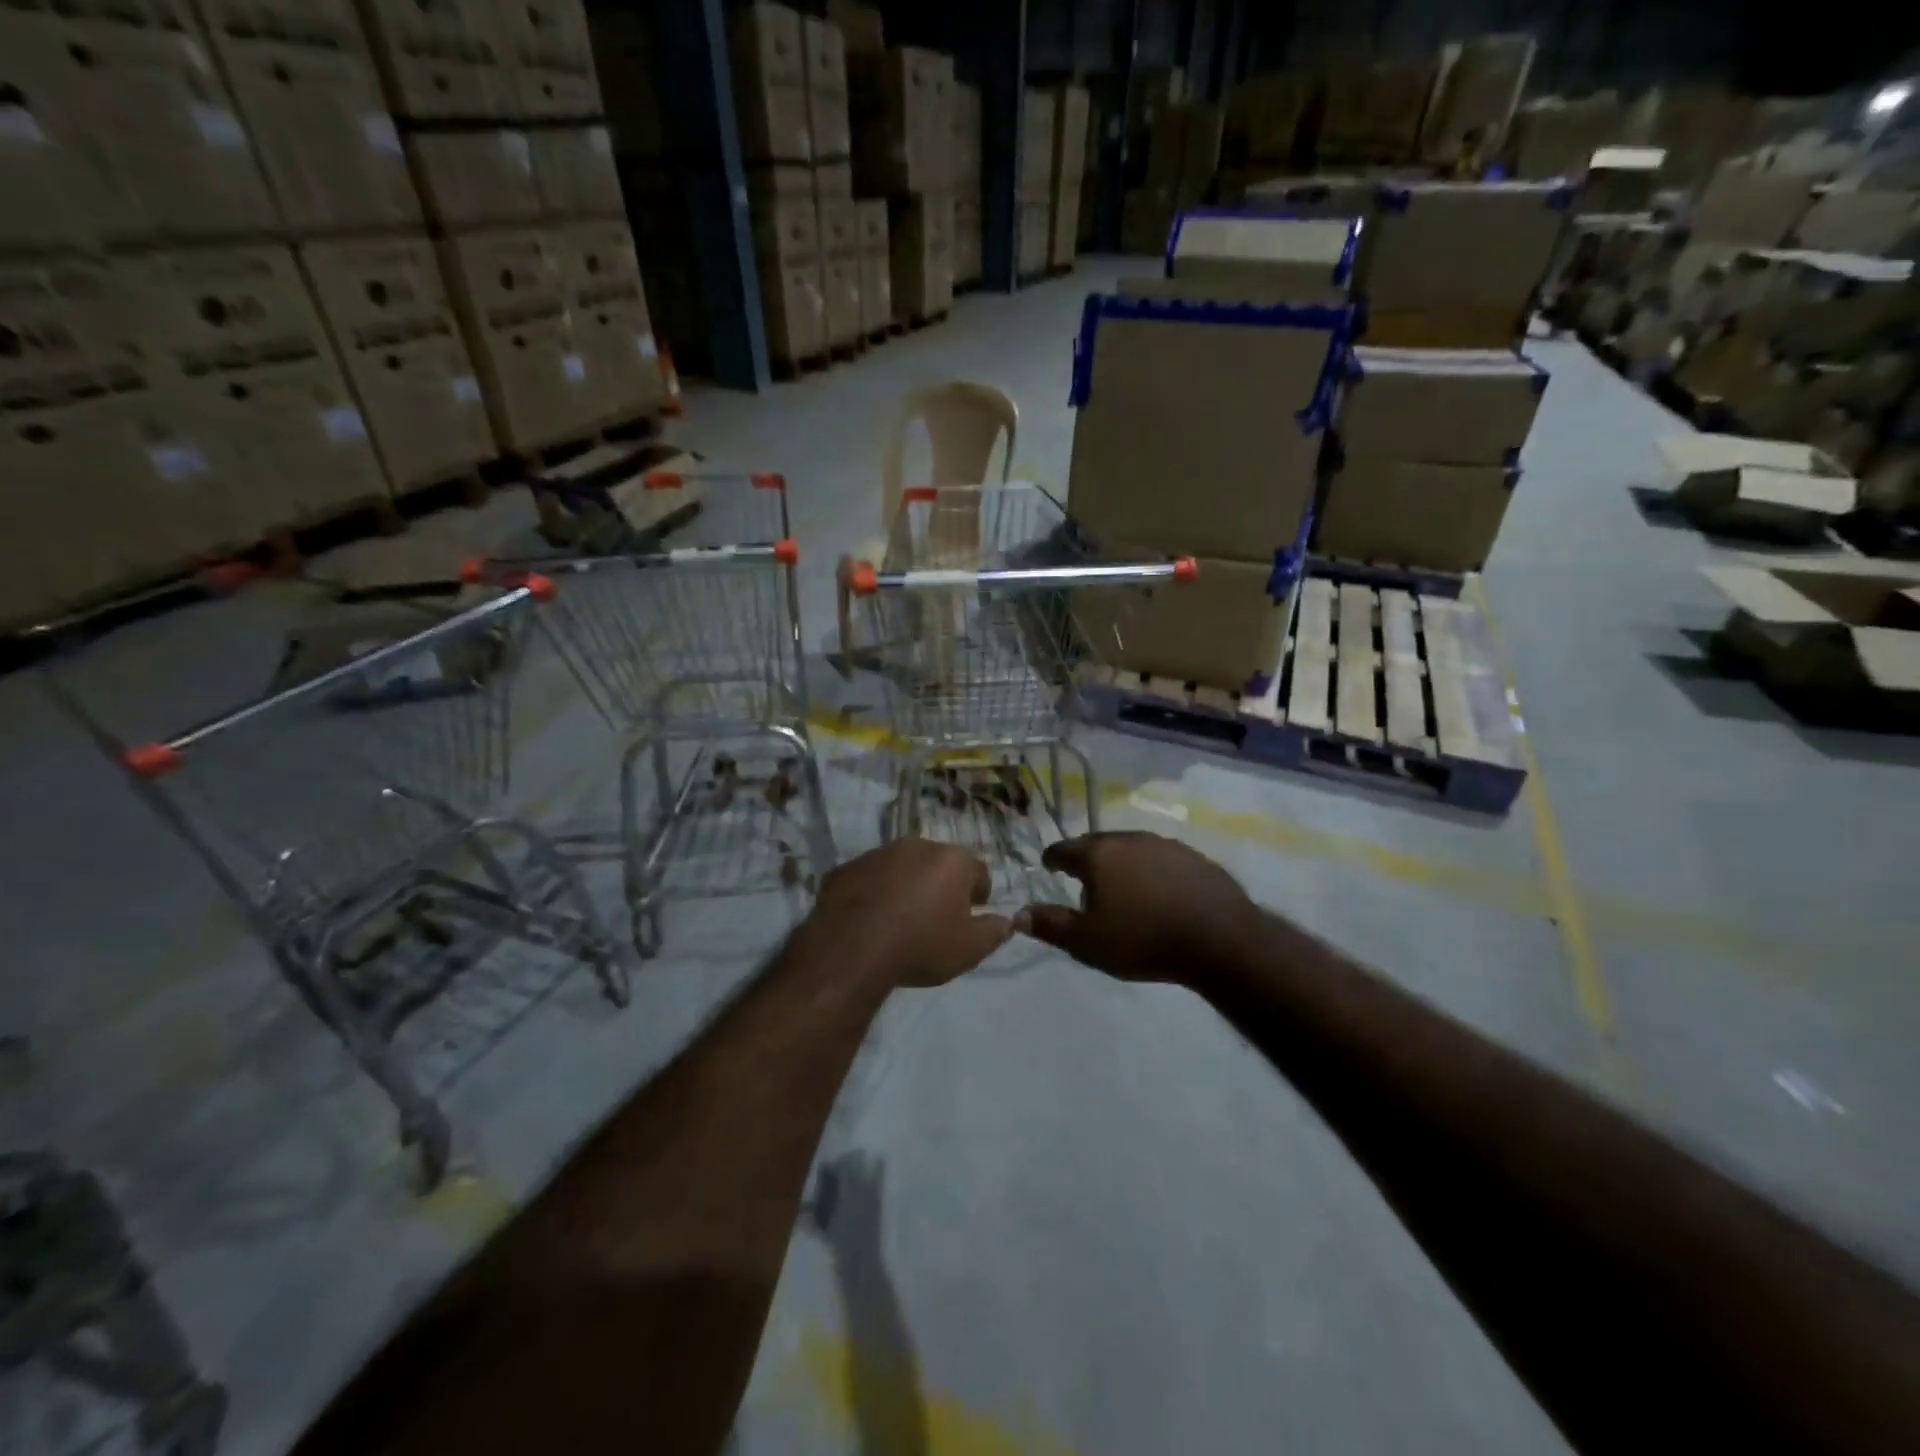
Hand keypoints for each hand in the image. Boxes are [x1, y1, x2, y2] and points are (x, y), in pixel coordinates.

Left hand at [802, 838, 1011, 989]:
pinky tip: (869, 921)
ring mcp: (877, 854)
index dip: (978, 896)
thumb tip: (1006, 921)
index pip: (978, 872)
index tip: (970, 917)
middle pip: (938, 864)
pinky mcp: (845, 868)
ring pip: (901, 868)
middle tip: (935, 919)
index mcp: (952, 859)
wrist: (851, 950)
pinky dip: (873, 893)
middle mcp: (916, 845)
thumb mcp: (970, 949)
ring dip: (905, 886)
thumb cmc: (921, 945)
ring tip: (899, 921)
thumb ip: (995, 931)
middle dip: (940, 886)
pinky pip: (868, 879)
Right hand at [1017, 832, 1262, 985]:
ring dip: (1121, 862)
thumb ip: (1051, 926)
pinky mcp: (1195, 857)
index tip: (1048, 866)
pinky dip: (1151, 870)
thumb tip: (1018, 915)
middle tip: (1082, 878)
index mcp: (1099, 855)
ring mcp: (1166, 845)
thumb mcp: (1088, 942)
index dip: (1053, 859)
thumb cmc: (1144, 940)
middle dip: (1087, 858)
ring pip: (1132, 848)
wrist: (1221, 939)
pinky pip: (1161, 859)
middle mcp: (1130, 839)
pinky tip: (1158, 891)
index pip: (1065, 849)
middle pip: (1098, 843)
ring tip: (1121, 886)